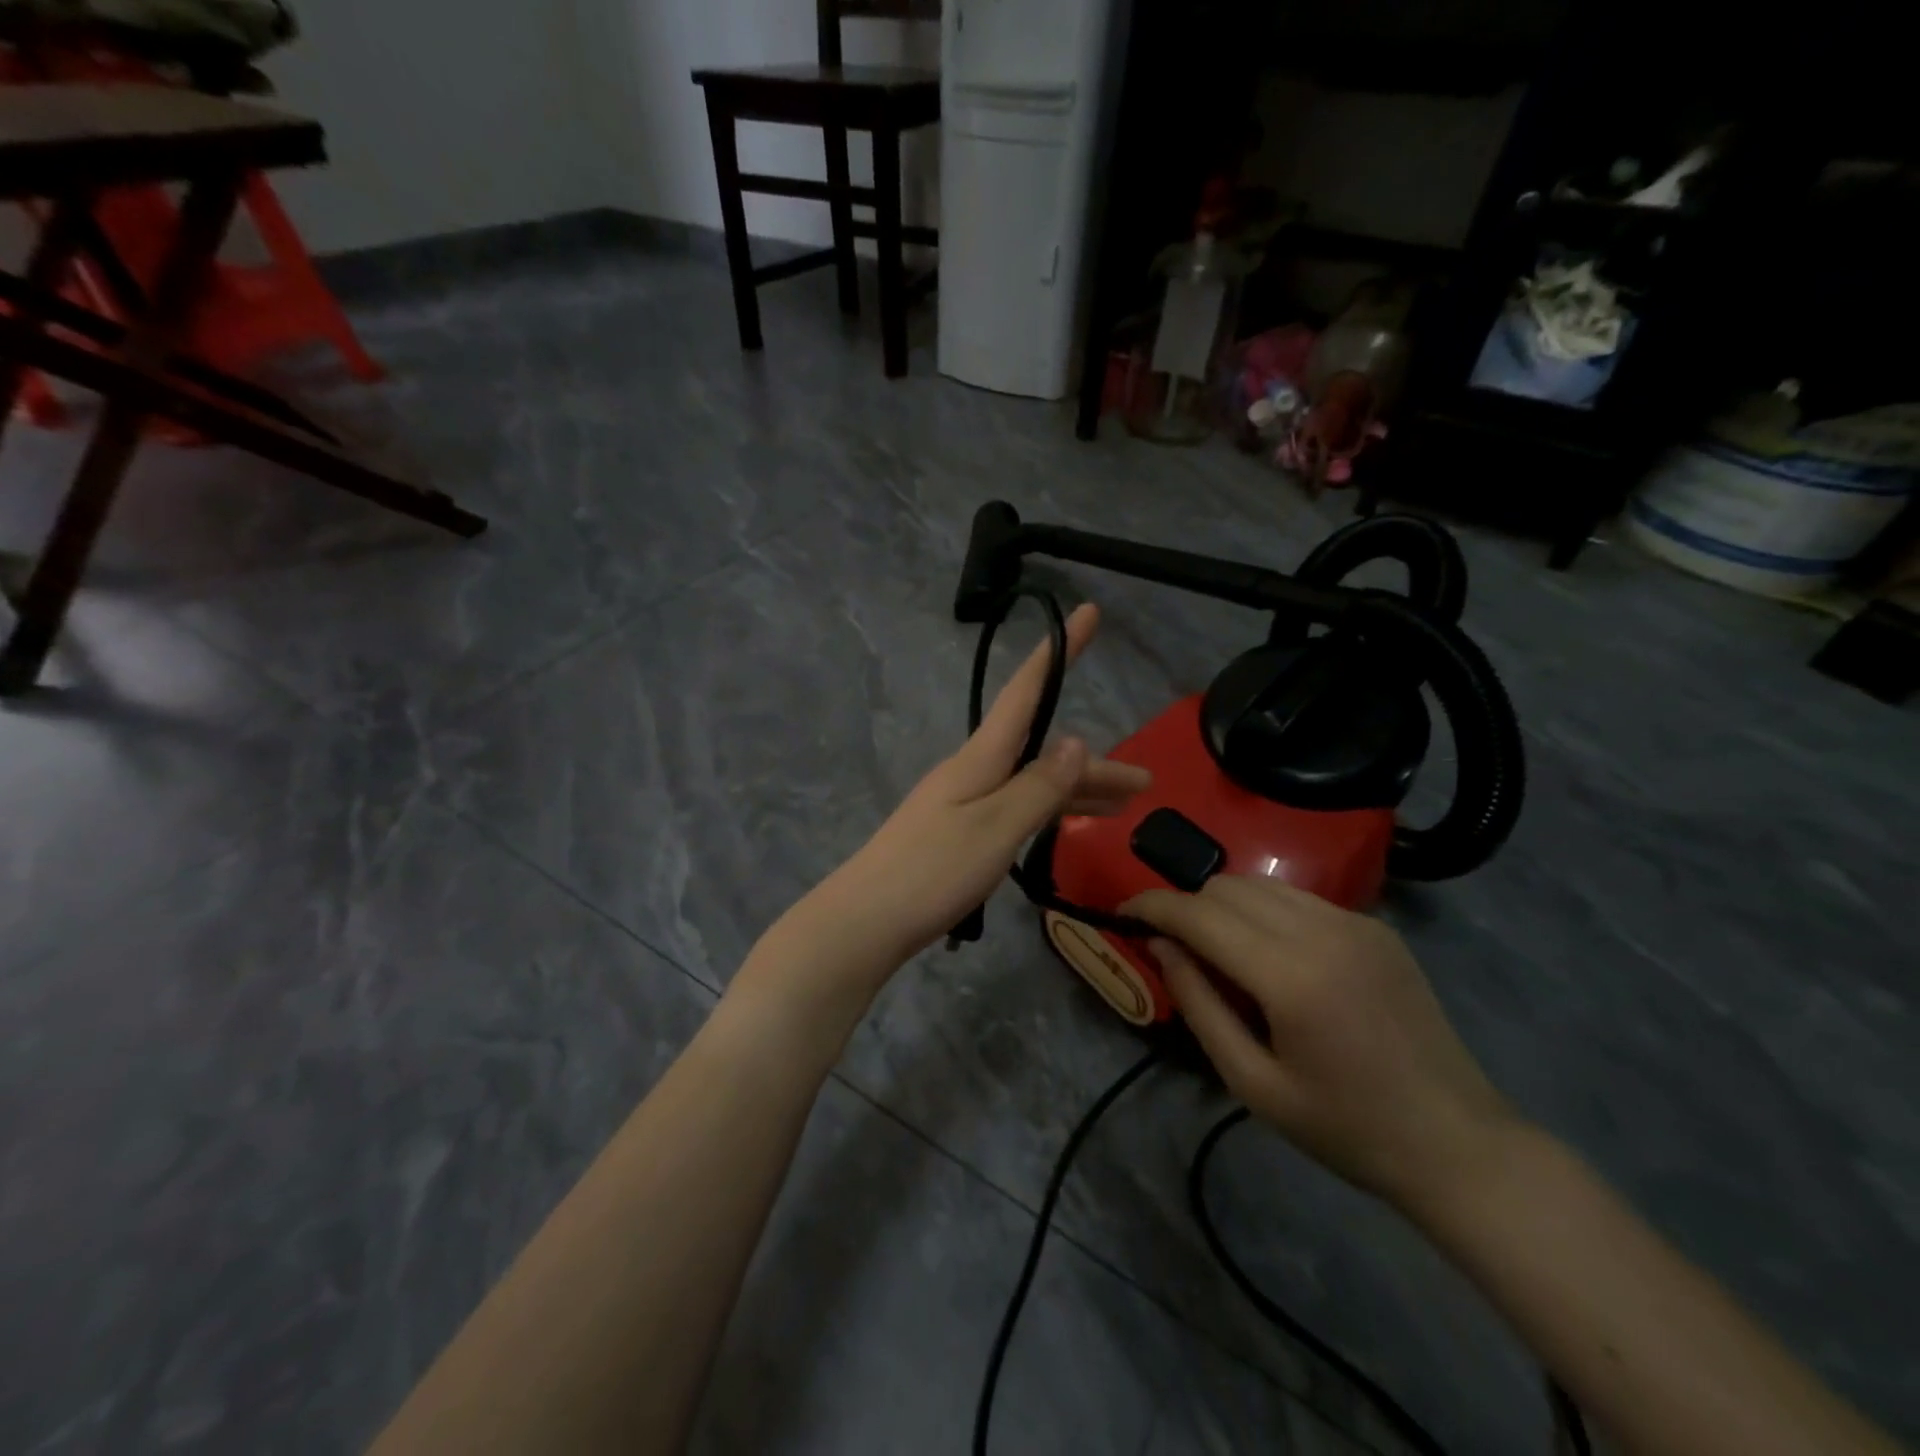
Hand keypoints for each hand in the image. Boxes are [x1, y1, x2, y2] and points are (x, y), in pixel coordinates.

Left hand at [813, 603, 1150, 969]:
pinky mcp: (958, 834)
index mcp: (980, 758)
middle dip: (1093, 762)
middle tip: (1144, 782)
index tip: (1089, 611)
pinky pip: (1015, 809)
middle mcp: (973, 771)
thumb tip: (1075, 739)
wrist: (866, 921)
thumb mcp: (996, 827)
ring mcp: (964, 803)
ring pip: (1032, 784)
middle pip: (1042, 752)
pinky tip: (1066, 826)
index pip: (1027, 692)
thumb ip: (1039, 785)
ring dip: (1077, 792)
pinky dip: (1047, 813)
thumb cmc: (931, 871)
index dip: (1060, 652)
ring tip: (1124, 809)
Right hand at [1125, 875, 1517, 1211]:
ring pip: (1260, 884)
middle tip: (1171, 946)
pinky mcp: (1375, 926)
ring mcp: (1354, 922)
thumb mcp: (1253, 1083)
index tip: (1123, 913)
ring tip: (1218, 950)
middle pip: (1225, 886)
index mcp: (1290, 976)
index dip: (1152, 905)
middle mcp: (1322, 931)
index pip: (1199, 913)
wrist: (1458, 1143)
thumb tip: (1162, 945)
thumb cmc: (1345, 1128)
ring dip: (1223, 904)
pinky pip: (1297, 898)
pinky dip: (1264, 911)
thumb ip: (1199, 1005)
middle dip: (1187, 906)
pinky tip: (1270, 956)